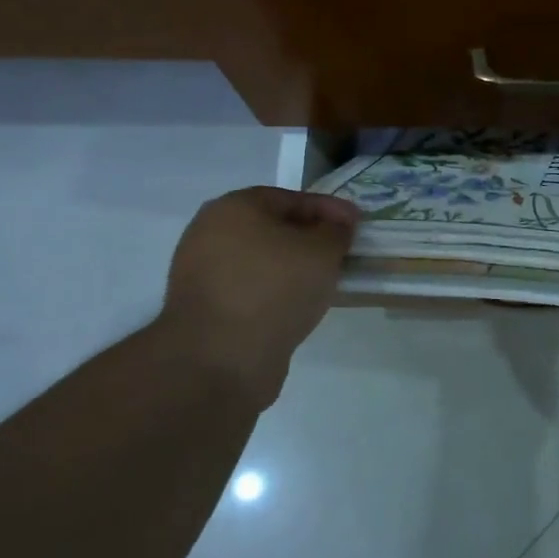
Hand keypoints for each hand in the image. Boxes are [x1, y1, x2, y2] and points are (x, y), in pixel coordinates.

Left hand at [158, 187, 358, 408]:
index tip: (357, 224)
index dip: (330, 209)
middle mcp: (209, 232)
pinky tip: (298, 304)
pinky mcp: (204, 307)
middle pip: (273, 227)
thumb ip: (336, 231)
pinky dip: (275, 290)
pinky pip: (250, 287)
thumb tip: (336, 226)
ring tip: (324, 280)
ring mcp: (201, 271)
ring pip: (261, 259)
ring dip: (292, 266)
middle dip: (309, 237)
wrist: (221, 359)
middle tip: (342, 251)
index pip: (292, 198)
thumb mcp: (322, 252)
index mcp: (234, 207)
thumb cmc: (275, 289)